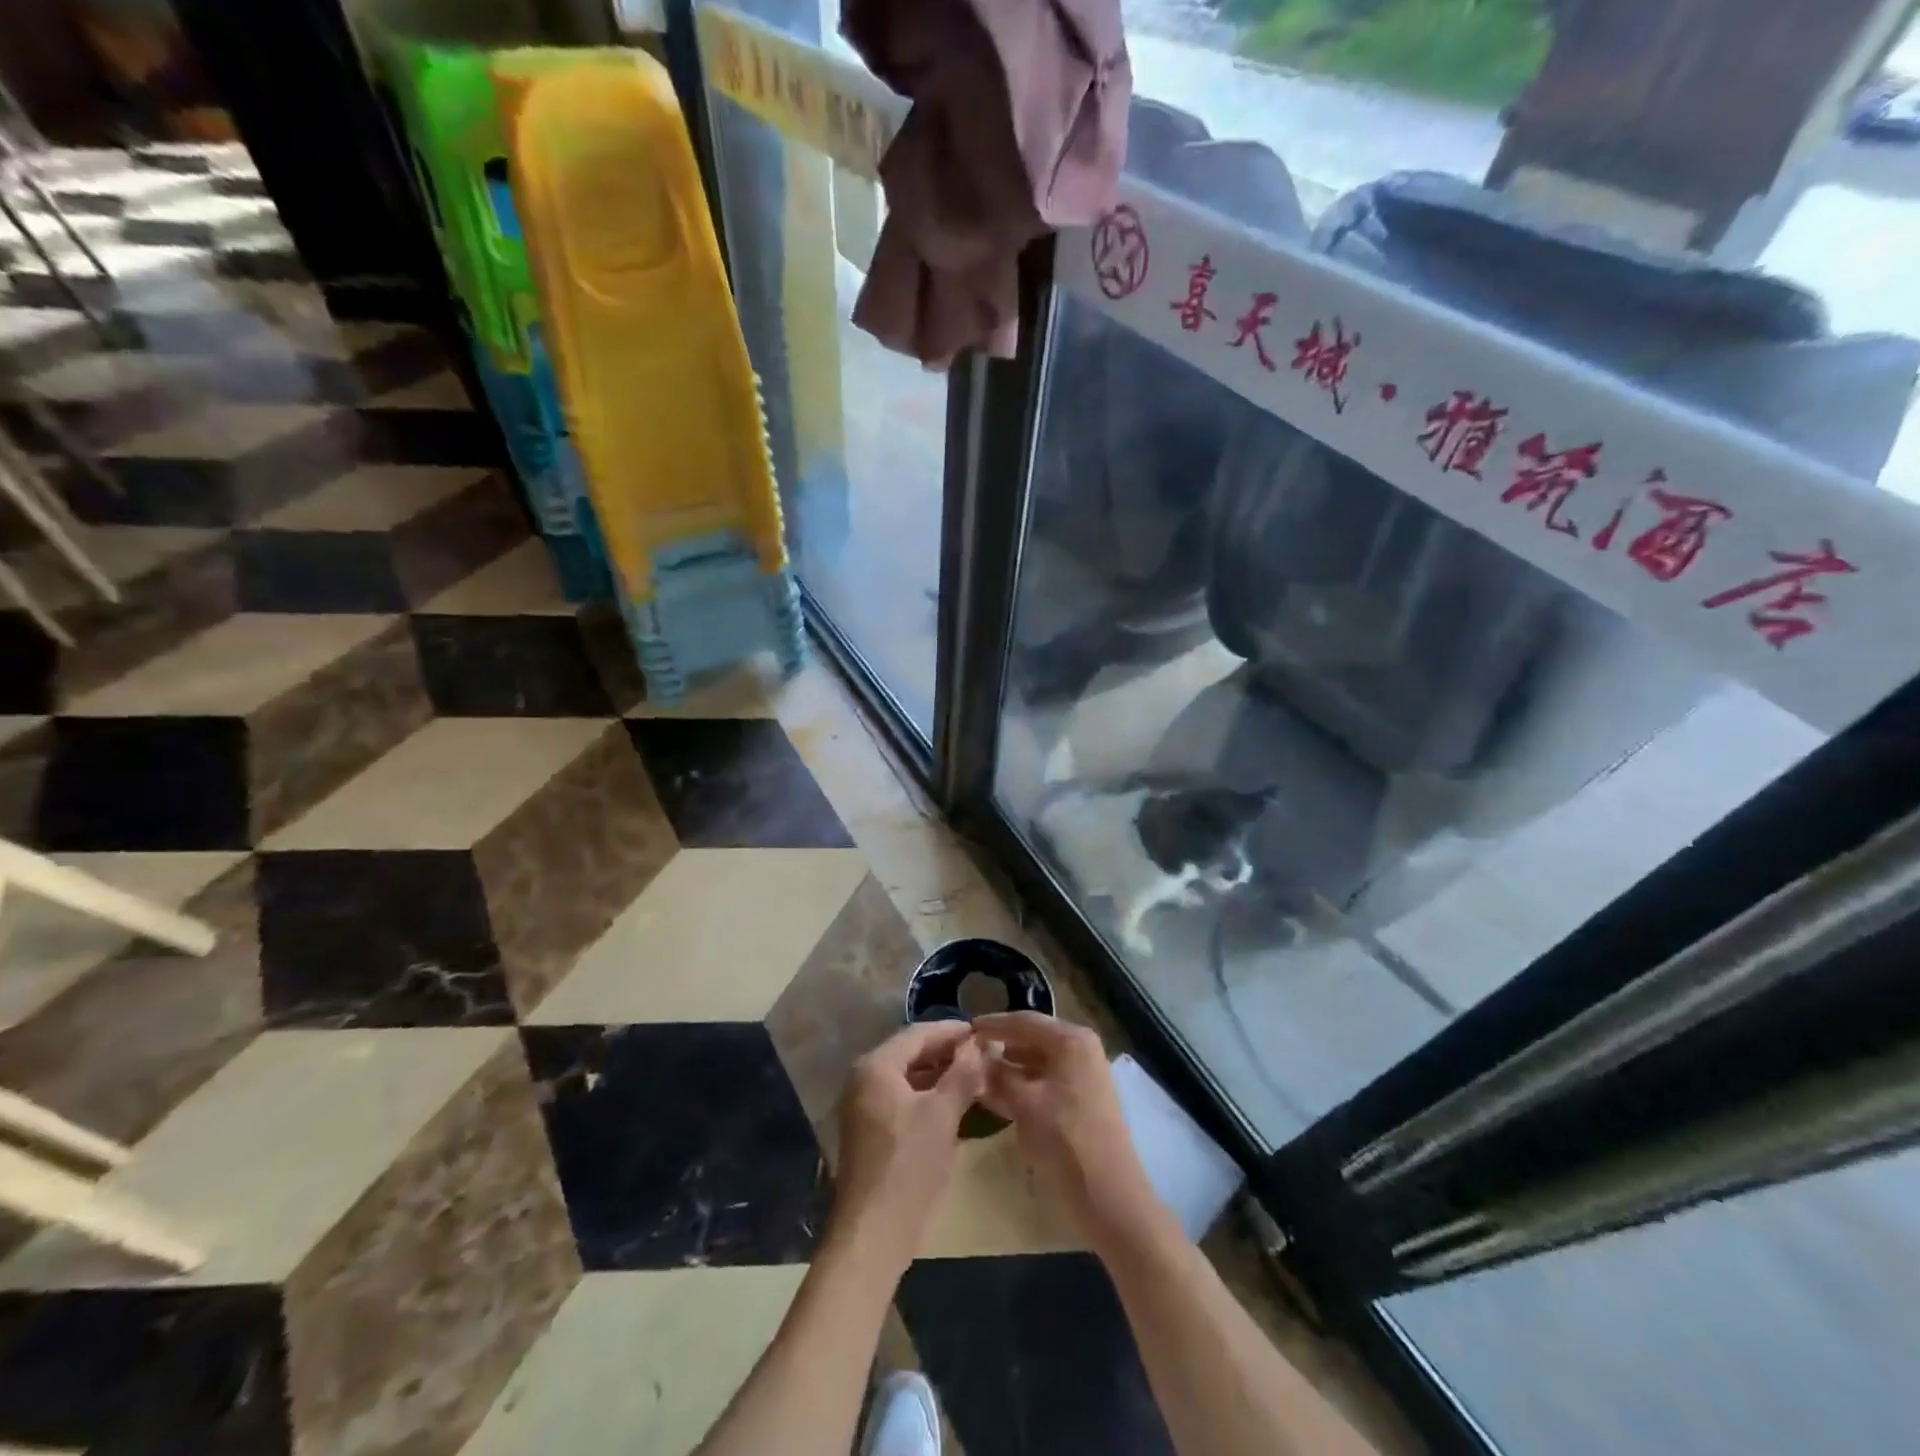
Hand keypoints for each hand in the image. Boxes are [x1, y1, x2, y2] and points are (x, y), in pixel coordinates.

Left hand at [826, 1021, 985, 1276]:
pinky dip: (928, 1098)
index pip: (918, 1034)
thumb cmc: (909, 1165)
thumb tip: (978, 1045)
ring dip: (940, 1076)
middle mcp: (864, 1080)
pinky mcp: (871, 1132)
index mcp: (876, 1067)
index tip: (982, 1032)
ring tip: (975, 1077)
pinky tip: (955, 1106)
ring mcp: (864, 1107)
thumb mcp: (942, 1115)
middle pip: (911, 1054)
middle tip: (982, 1054)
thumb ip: (962, 1074)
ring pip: (908, 1079)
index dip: (952, 1031)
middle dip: (947, 1053)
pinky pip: (903, 1100)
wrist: (873, 1233)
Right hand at [972, 1012, 1169, 1251]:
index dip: (992, 1025)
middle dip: (1001, 1045)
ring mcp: (1086, 1073)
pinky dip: (1025, 1082)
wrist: (1109, 1196)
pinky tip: (1001, 1095)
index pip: (1024, 1021)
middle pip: (1033, 1037)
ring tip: (979, 1073)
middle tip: (969, 1052)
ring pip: (1040, 1060)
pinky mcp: (1085, 1097)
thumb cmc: (1065, 1141)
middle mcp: (1082, 1048)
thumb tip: (974, 1057)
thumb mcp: (1023, 1104)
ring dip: (1011, 1066)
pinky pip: (1048, 1079)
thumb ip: (997, 1075)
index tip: (965, 1029)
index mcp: (1071, 1040)